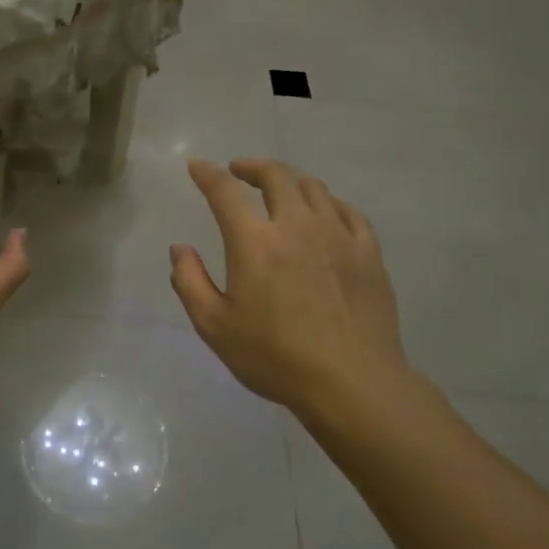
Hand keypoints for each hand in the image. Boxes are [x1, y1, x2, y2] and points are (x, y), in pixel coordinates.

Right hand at [171, 158, 410, 418]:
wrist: (351, 382)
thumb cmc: (274, 356)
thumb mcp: (214, 326)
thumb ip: (189, 282)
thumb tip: (180, 249)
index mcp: (255, 242)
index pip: (225, 192)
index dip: (208, 174)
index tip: (198, 166)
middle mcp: (297, 226)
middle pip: (276, 176)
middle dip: (253, 167)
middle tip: (239, 171)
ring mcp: (338, 236)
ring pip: (314, 188)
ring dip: (290, 180)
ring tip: (279, 189)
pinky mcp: (368, 252)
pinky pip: (348, 211)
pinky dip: (328, 202)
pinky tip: (324, 213)